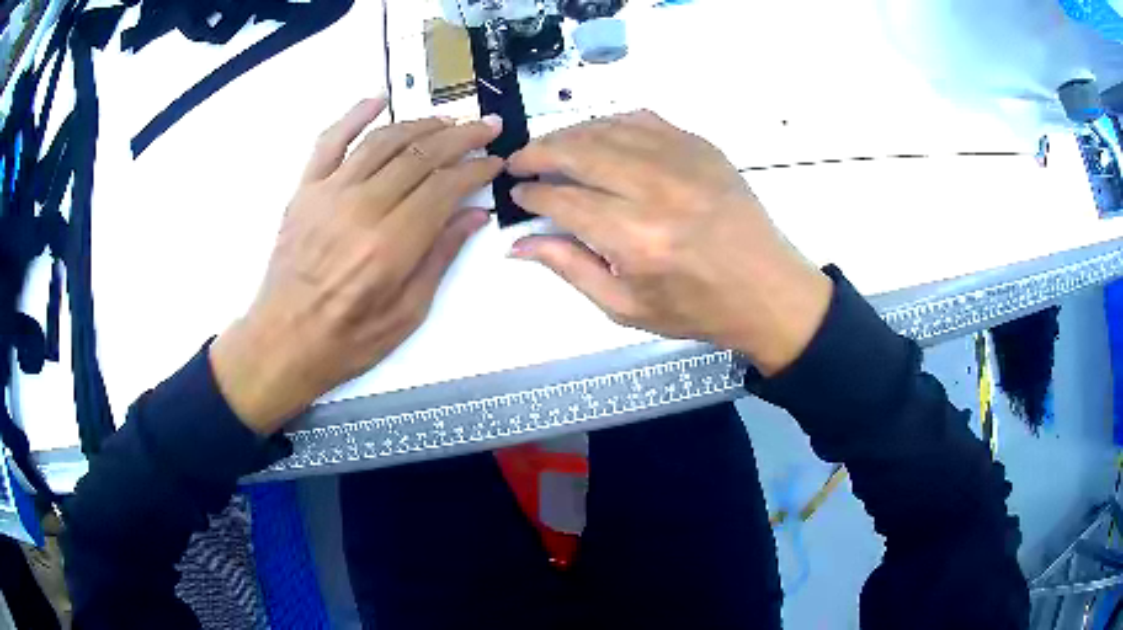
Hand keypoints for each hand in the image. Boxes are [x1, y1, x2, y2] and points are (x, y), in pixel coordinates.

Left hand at [210, 98, 502, 434]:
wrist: (283, 342)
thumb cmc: (347, 340)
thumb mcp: (408, 314)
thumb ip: (440, 257)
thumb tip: (474, 214)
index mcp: (391, 245)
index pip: (446, 186)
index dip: (476, 168)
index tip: (495, 161)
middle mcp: (361, 208)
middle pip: (420, 154)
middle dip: (461, 136)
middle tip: (485, 128)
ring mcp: (329, 194)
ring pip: (383, 140)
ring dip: (421, 124)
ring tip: (447, 121)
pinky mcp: (305, 191)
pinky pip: (330, 141)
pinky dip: (354, 115)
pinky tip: (377, 100)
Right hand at [507, 110, 831, 376]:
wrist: (767, 290)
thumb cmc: (698, 308)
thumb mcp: (626, 307)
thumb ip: (569, 268)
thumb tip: (518, 244)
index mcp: (637, 239)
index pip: (564, 199)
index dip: (532, 193)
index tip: (517, 192)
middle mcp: (657, 190)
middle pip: (579, 151)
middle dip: (538, 152)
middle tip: (519, 160)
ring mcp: (684, 161)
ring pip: (608, 128)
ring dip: (570, 134)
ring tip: (552, 148)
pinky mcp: (702, 147)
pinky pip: (644, 119)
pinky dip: (611, 122)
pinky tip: (598, 135)